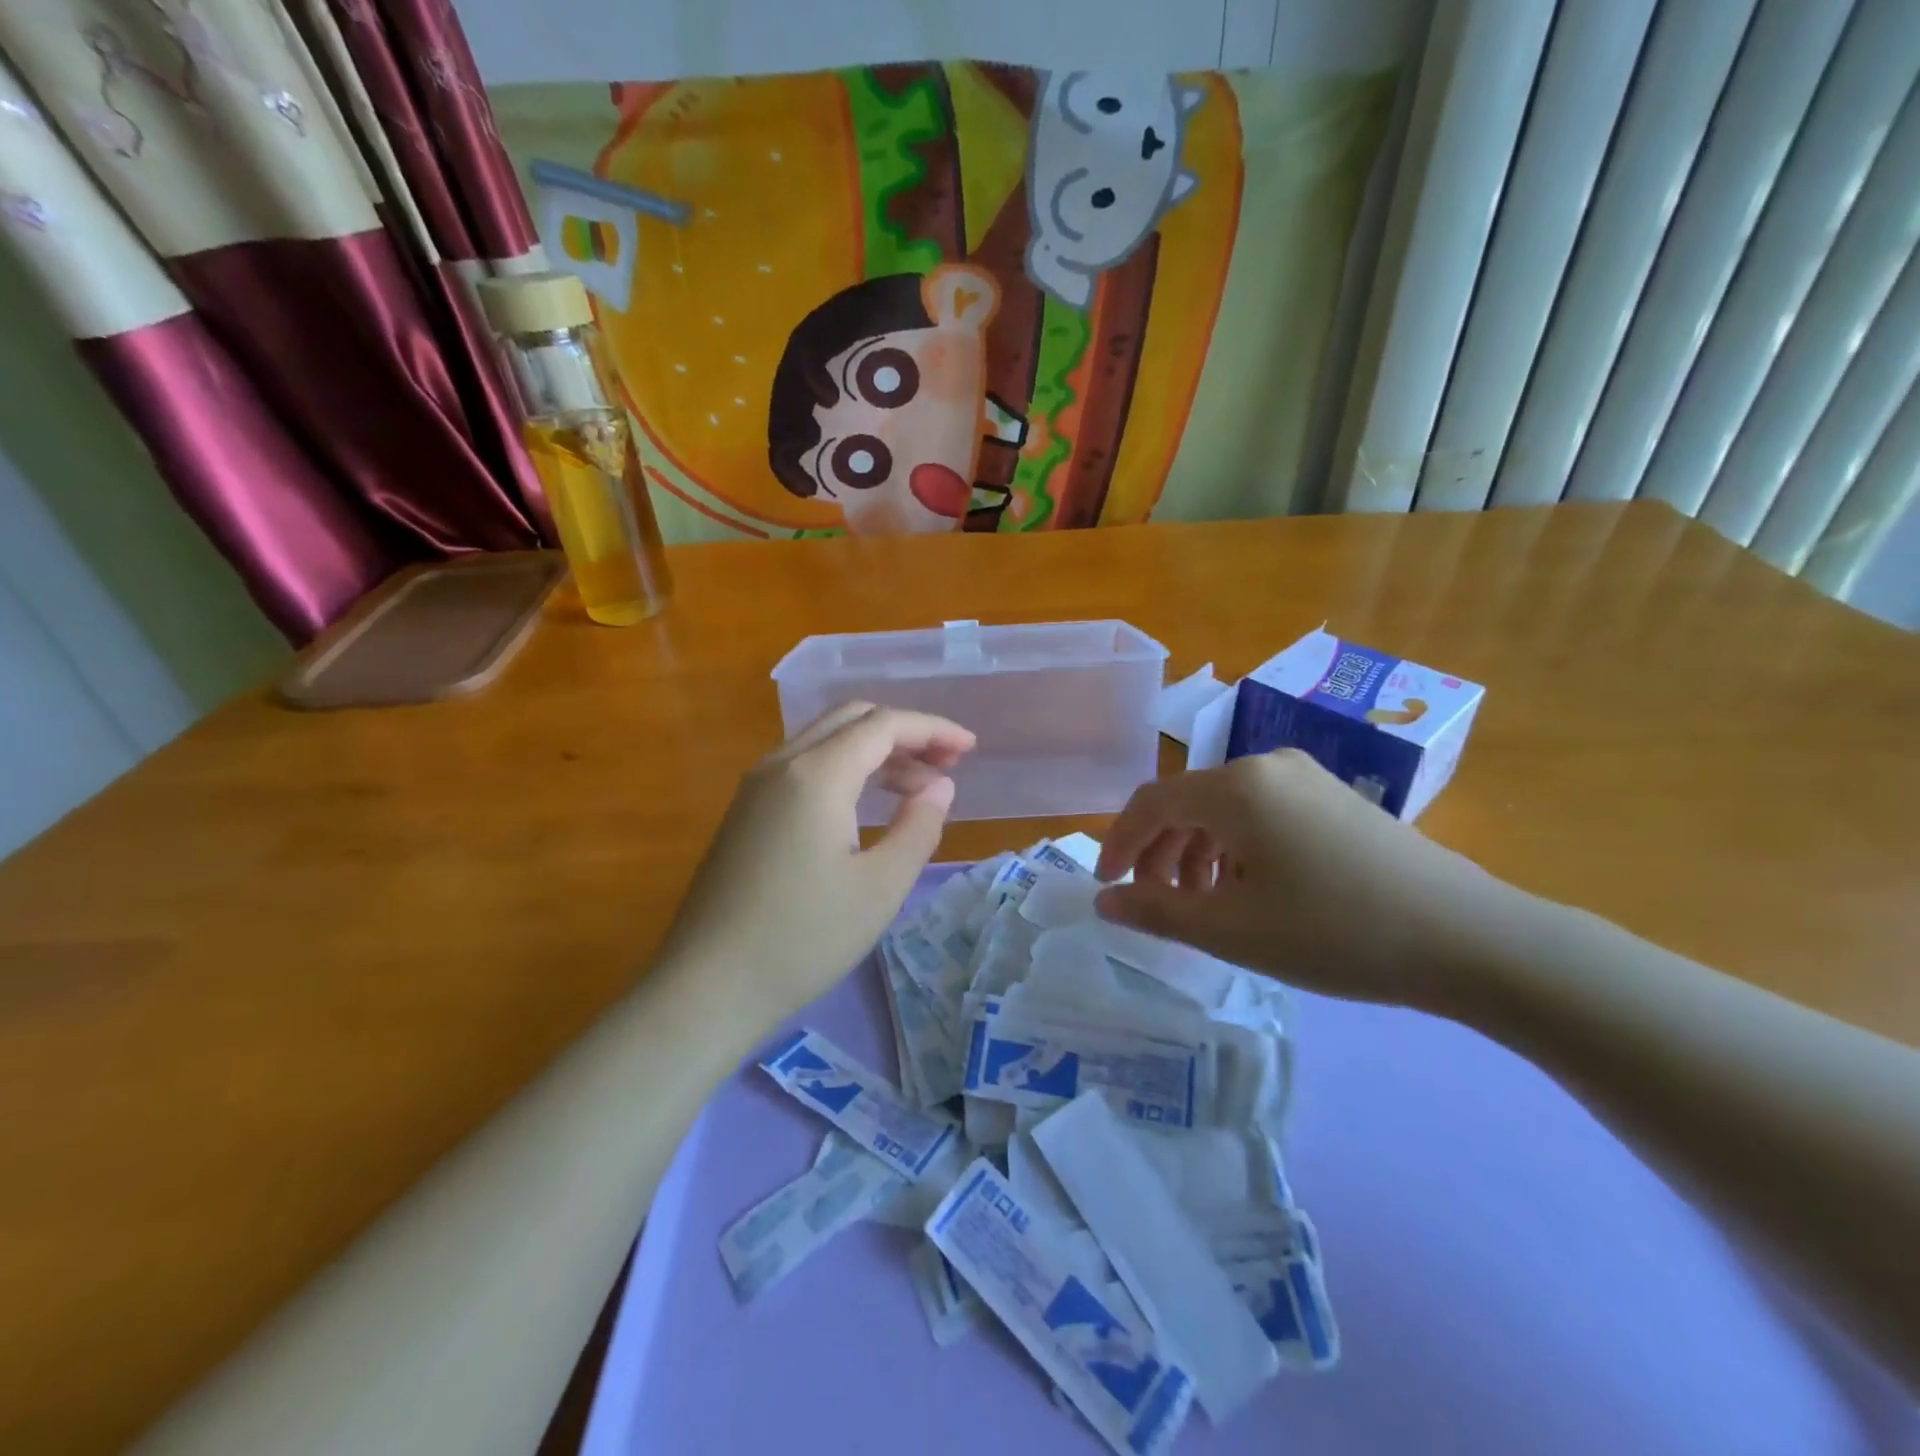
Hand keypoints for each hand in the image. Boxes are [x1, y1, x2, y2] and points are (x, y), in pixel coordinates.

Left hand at [654, 703, 975, 1027]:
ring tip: (917, 789)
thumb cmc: (803, 938)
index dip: (933, 729)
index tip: (970, 749)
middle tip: (946, 765)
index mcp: (815, 774)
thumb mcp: (880, 887)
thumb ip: (918, 826)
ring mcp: (756, 785)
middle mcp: (781, 764)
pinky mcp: (746, 810)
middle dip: (905, 733)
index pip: (884, 724)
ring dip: (876, 751)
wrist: (707, 985)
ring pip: (826, 740)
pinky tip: (867, 805)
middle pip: (852, 719)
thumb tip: (940, 786)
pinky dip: (846, 769)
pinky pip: (804, 765)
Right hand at [1094, 749, 1520, 1011]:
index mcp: (1235, 787)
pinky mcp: (1334, 796)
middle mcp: (1266, 765)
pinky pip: (1261, 812)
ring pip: (1224, 808)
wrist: (1469, 938)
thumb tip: (1105, 902)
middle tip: (1153, 902)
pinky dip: (1235, 847)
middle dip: (1158, 851)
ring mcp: (1306, 776)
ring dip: (1196, 851)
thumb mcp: (1232, 930)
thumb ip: (1157, 911)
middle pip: (1186, 802)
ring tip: (1200, 904)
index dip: (1119, 844)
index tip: (1108, 887)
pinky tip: (1248, 889)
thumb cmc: (1334, 932)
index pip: (1150, 803)